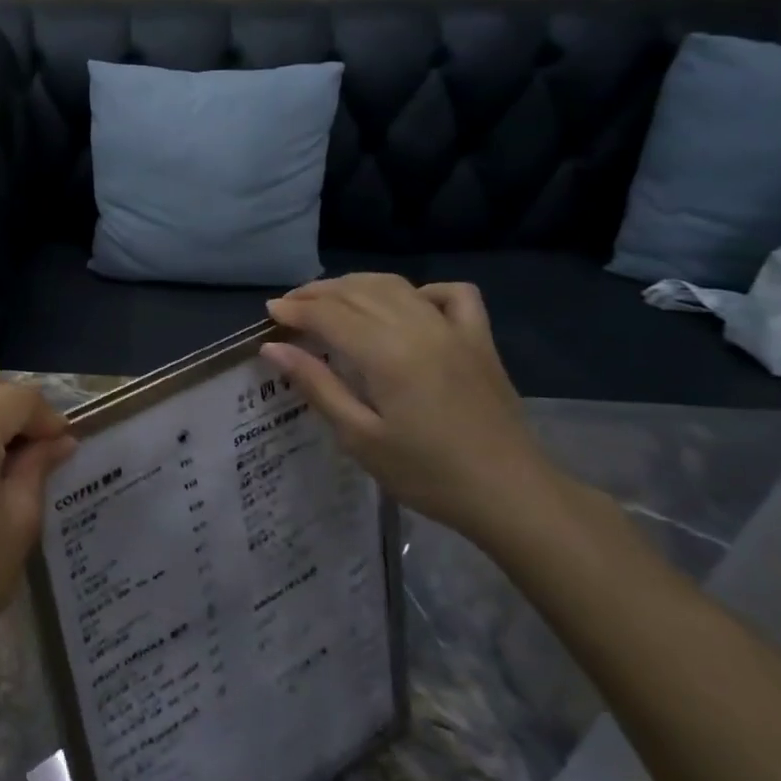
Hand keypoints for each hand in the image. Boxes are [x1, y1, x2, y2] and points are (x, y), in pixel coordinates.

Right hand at [262, 274, 564, 546]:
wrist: (511, 495)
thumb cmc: (427, 474)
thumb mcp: (359, 438)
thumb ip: (317, 385)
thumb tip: (273, 348)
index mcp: (387, 354)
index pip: (330, 314)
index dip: (295, 310)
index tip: (269, 314)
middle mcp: (419, 328)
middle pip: (358, 292)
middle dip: (317, 293)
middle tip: (289, 306)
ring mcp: (454, 329)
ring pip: (396, 285)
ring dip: (356, 285)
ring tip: (329, 299)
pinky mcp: (480, 339)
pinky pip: (452, 294)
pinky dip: (421, 290)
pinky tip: (405, 305)